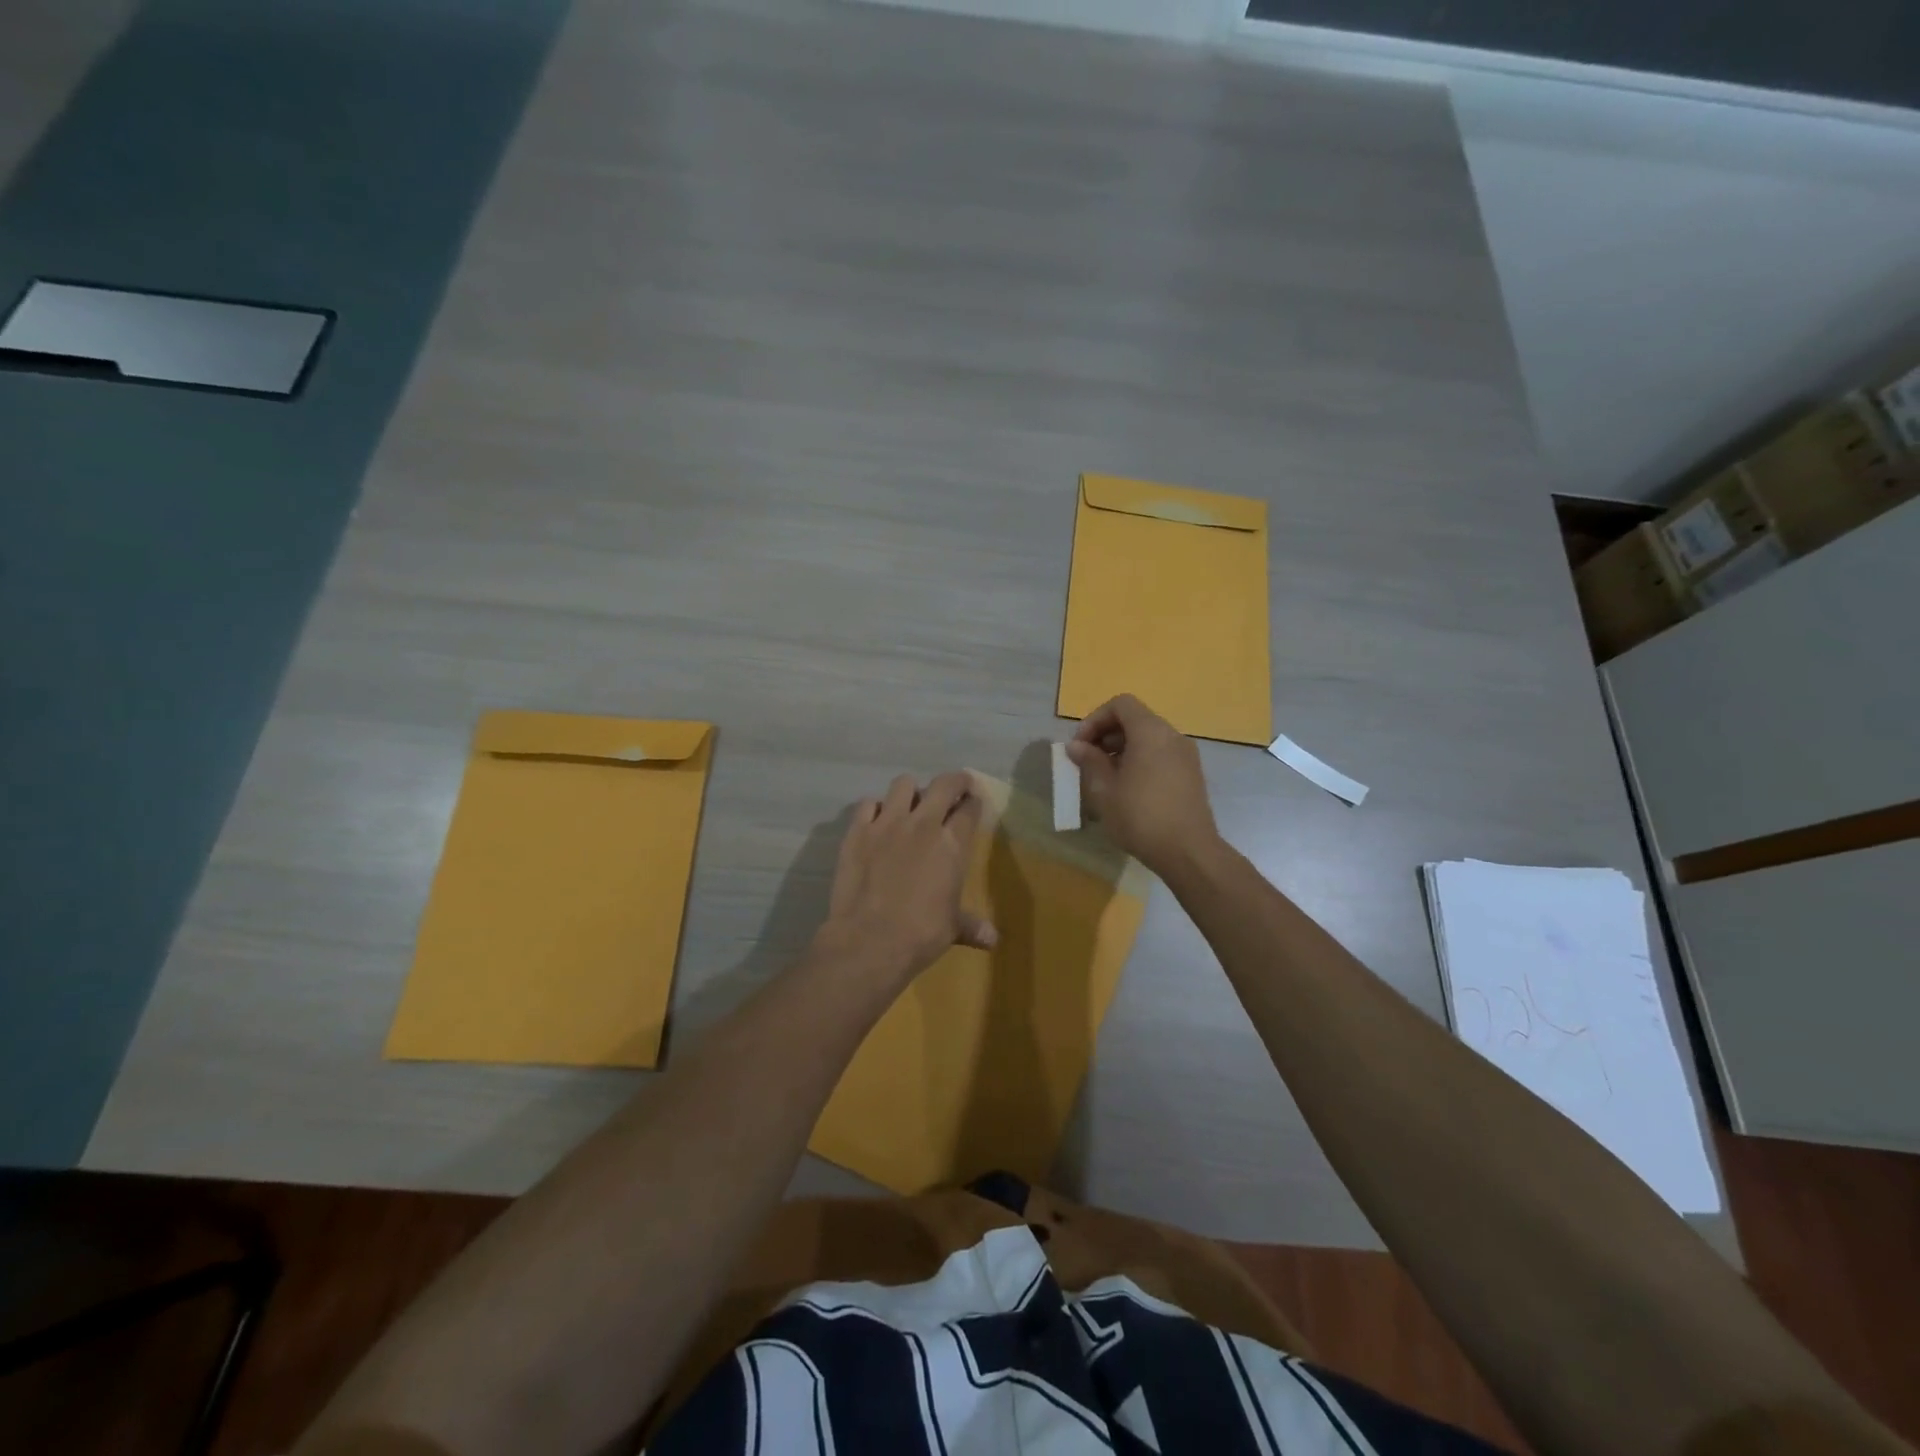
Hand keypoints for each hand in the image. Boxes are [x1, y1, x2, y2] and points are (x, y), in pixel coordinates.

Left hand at [820, 770, 996, 988]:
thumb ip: (972, 925)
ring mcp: (887, 823)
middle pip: (943, 785)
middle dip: (954, 781)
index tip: (974, 802)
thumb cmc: (920, 934)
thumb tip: (993, 940)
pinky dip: (875, 808)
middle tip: (955, 787)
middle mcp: (922, 824)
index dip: (974, 802)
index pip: (969, 810)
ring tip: (912, 803)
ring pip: (903, 784)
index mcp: (951, 845)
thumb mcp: (952, 928)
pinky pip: (867, 804)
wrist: (869, 940)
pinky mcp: (857, 831)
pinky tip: (877, 820)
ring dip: (911, 791)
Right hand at [1066, 694, 1218, 873]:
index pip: (1121, 704)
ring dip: (1122, 750)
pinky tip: (1127, 789)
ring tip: (1104, 778)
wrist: (1189, 852)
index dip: (1095, 719)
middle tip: (1087, 761)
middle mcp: (1172, 736)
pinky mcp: (1191, 774)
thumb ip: (1089, 761)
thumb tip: (1077, 746)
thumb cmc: (1141, 817)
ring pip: (1148, 738)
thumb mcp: (1105, 790)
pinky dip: (1140, 760)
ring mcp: (1186, 755)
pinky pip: (1160, 755)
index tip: (1081, 745)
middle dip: (1106, 735)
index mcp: (1151, 732)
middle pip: (1135, 719)